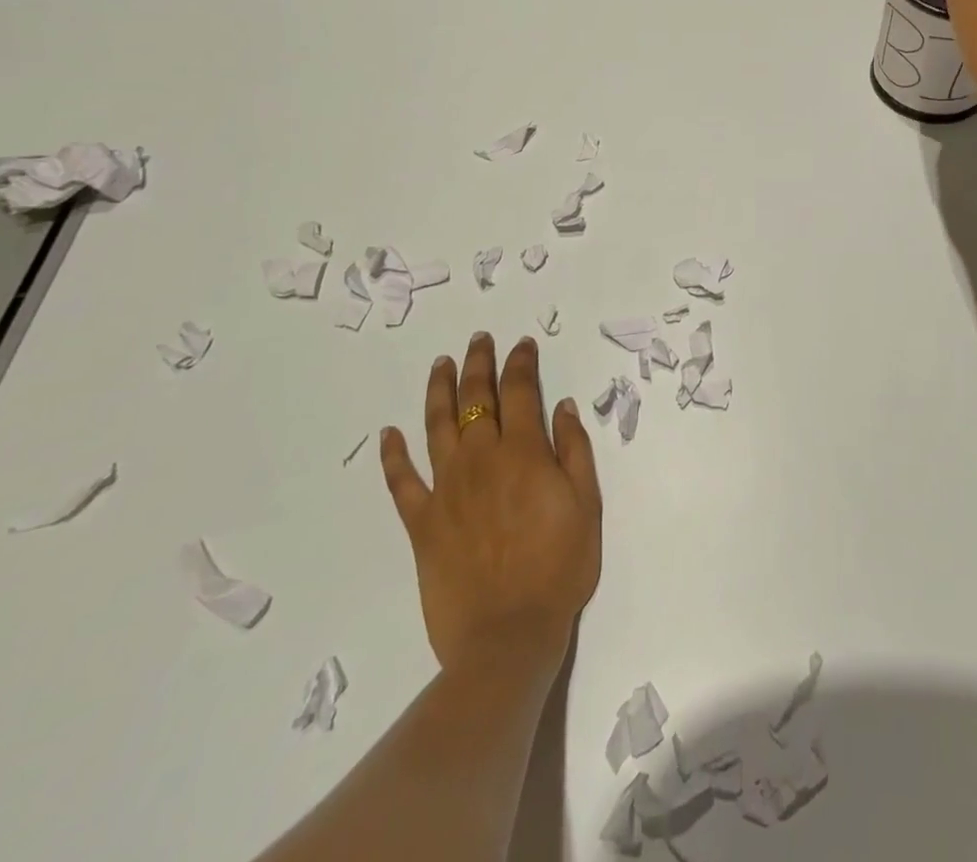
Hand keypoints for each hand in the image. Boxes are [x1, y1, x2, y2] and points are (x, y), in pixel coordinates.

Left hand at [380, 333, 601, 676]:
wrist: (508, 636)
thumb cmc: (559, 568)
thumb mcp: (587, 504)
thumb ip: (574, 449)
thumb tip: (561, 405)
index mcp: (523, 452)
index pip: (520, 391)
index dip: (520, 362)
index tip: (521, 344)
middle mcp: (480, 459)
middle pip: (476, 398)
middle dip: (478, 363)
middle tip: (479, 340)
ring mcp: (446, 488)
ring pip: (437, 426)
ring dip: (439, 390)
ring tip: (441, 364)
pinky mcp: (422, 522)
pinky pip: (401, 482)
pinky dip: (393, 455)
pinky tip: (389, 434)